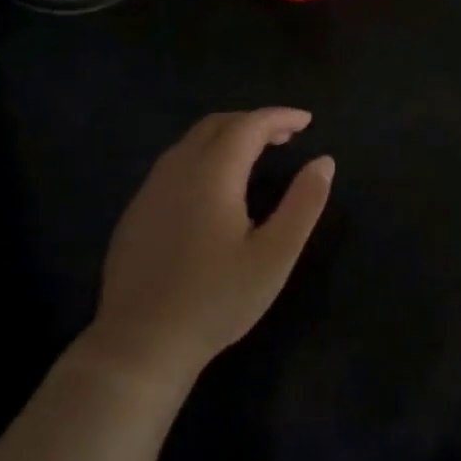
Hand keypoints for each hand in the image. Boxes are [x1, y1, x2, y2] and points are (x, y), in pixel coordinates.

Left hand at [79, 109, 333, 390]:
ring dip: (226, 138)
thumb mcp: (275, 255)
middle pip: (215, 126)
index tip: (307, 121)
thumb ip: (304, 203)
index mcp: (211, 175)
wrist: (142, 343)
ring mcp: (149, 192)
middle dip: (253, 122)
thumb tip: (324, 161)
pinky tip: (215, 189)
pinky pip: (173, 166)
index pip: (248, 126)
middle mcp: (175, 172)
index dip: (280, 117)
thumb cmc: (218, 299)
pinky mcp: (136, 214)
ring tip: (255, 156)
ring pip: (190, 144)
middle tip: (286, 137)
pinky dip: (204, 158)